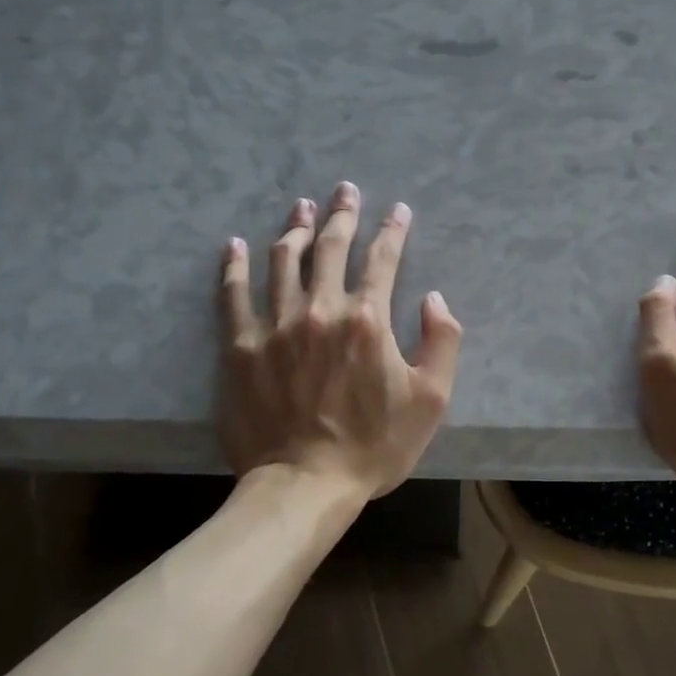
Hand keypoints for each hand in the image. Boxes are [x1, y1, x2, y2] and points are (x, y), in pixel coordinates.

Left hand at [219, 182, 462, 499]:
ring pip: (282, 261)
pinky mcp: (239, 347)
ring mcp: (274, 325)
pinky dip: (233, 266)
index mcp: (368, 320)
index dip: (393, 230)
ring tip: (300, 206)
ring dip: (294, 228)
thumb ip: (443, 341)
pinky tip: (235, 245)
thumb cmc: (374, 445)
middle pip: (330, 247)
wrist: (305, 485)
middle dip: (342, 214)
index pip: (383, 259)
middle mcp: (320, 310)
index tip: (398, 210)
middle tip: (344, 190)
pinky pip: (232, 295)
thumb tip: (434, 298)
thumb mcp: (431, 399)